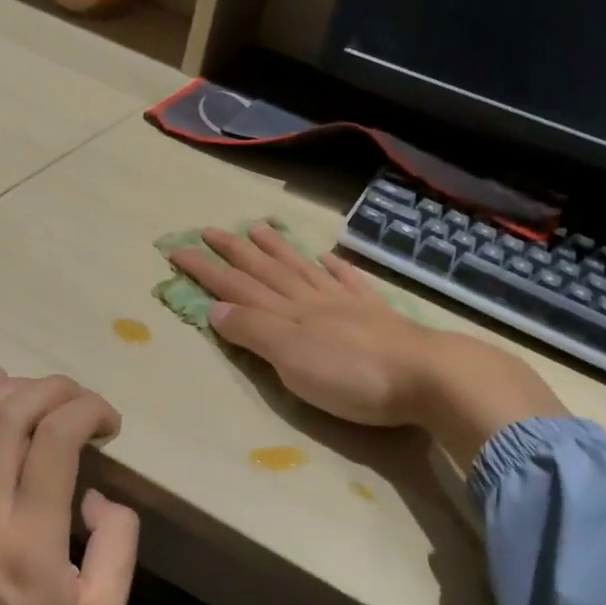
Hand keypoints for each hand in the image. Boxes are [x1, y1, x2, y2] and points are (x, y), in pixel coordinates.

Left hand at [0, 371, 138, 604]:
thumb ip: (118, 543)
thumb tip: (97, 497)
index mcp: (29, 537)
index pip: (54, 437)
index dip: (88, 411)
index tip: (111, 424)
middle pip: (8, 417)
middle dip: (51, 389)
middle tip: (82, 399)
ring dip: (7, 391)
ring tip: (40, 384)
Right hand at [170, 222, 565, 464]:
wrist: (427, 376)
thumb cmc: (353, 377)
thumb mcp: (292, 360)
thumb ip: (255, 331)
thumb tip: (215, 308)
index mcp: (287, 313)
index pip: (237, 286)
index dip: (206, 269)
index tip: (178, 249)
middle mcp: (312, 300)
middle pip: (266, 271)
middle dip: (234, 252)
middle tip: (210, 229)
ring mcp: (346, 303)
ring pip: (302, 269)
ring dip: (277, 249)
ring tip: (258, 228)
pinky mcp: (376, 314)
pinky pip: (348, 281)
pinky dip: (333, 267)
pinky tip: (326, 257)